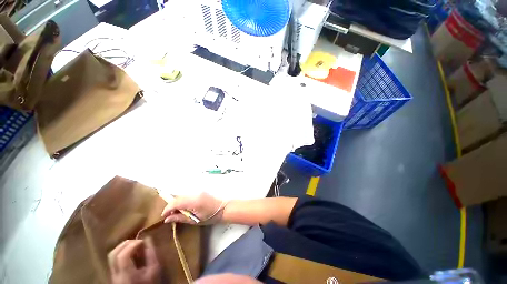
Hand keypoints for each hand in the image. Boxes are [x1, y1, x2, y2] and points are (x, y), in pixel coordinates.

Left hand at [108, 239, 160, 283]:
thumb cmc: (149, 283)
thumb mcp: (154, 269)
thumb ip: (151, 254)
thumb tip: (148, 239)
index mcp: (126, 273)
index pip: (123, 255)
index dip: (132, 244)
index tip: (143, 241)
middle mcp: (116, 274)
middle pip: (113, 254)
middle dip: (126, 244)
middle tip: (138, 241)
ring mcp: (113, 275)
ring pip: (111, 256)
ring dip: (123, 247)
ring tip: (134, 246)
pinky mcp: (113, 275)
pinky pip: (114, 260)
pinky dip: (122, 252)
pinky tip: (131, 253)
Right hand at [161, 193, 224, 224]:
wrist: (223, 208)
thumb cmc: (210, 217)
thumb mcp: (194, 220)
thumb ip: (180, 218)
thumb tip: (167, 219)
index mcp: (193, 201)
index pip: (176, 202)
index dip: (167, 209)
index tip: (163, 216)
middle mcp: (194, 194)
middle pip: (178, 197)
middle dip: (171, 206)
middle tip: (169, 215)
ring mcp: (198, 191)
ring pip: (182, 196)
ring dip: (176, 203)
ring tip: (176, 213)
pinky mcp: (200, 191)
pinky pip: (187, 195)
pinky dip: (182, 201)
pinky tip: (184, 208)